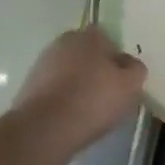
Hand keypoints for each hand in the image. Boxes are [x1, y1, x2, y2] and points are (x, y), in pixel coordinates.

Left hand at [9, 26, 147, 159]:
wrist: (44, 129)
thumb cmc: (93, 100)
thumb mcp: (130, 85)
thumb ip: (136, 69)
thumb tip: (129, 64)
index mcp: (89, 35)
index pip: (109, 38)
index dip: (117, 58)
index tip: (122, 78)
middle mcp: (63, 42)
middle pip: (87, 53)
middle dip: (96, 69)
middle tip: (108, 93)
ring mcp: (42, 64)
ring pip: (69, 71)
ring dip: (78, 84)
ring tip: (89, 110)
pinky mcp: (28, 87)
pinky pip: (54, 89)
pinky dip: (63, 99)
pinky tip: (71, 117)